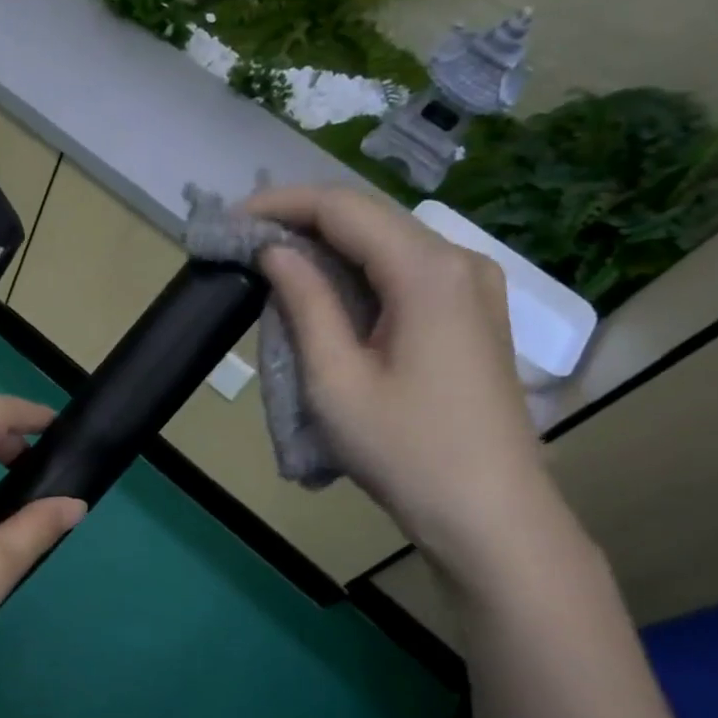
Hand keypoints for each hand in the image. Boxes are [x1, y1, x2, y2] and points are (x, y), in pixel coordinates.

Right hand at [245, 186, 568, 580]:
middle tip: (243, 240)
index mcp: (427, 271)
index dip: (281, 205)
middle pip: (370, 217)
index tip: (229, 220)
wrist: (488, 512)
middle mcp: (459, 262)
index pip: (344, 208)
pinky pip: (405, 272)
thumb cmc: (404, 450)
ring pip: (388, 243)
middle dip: (302, 220)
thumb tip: (275, 252)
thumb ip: (305, 303)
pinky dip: (357, 272)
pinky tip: (324, 291)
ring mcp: (473, 287)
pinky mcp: (472, 313)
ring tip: (271, 262)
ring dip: (328, 246)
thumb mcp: (336, 379)